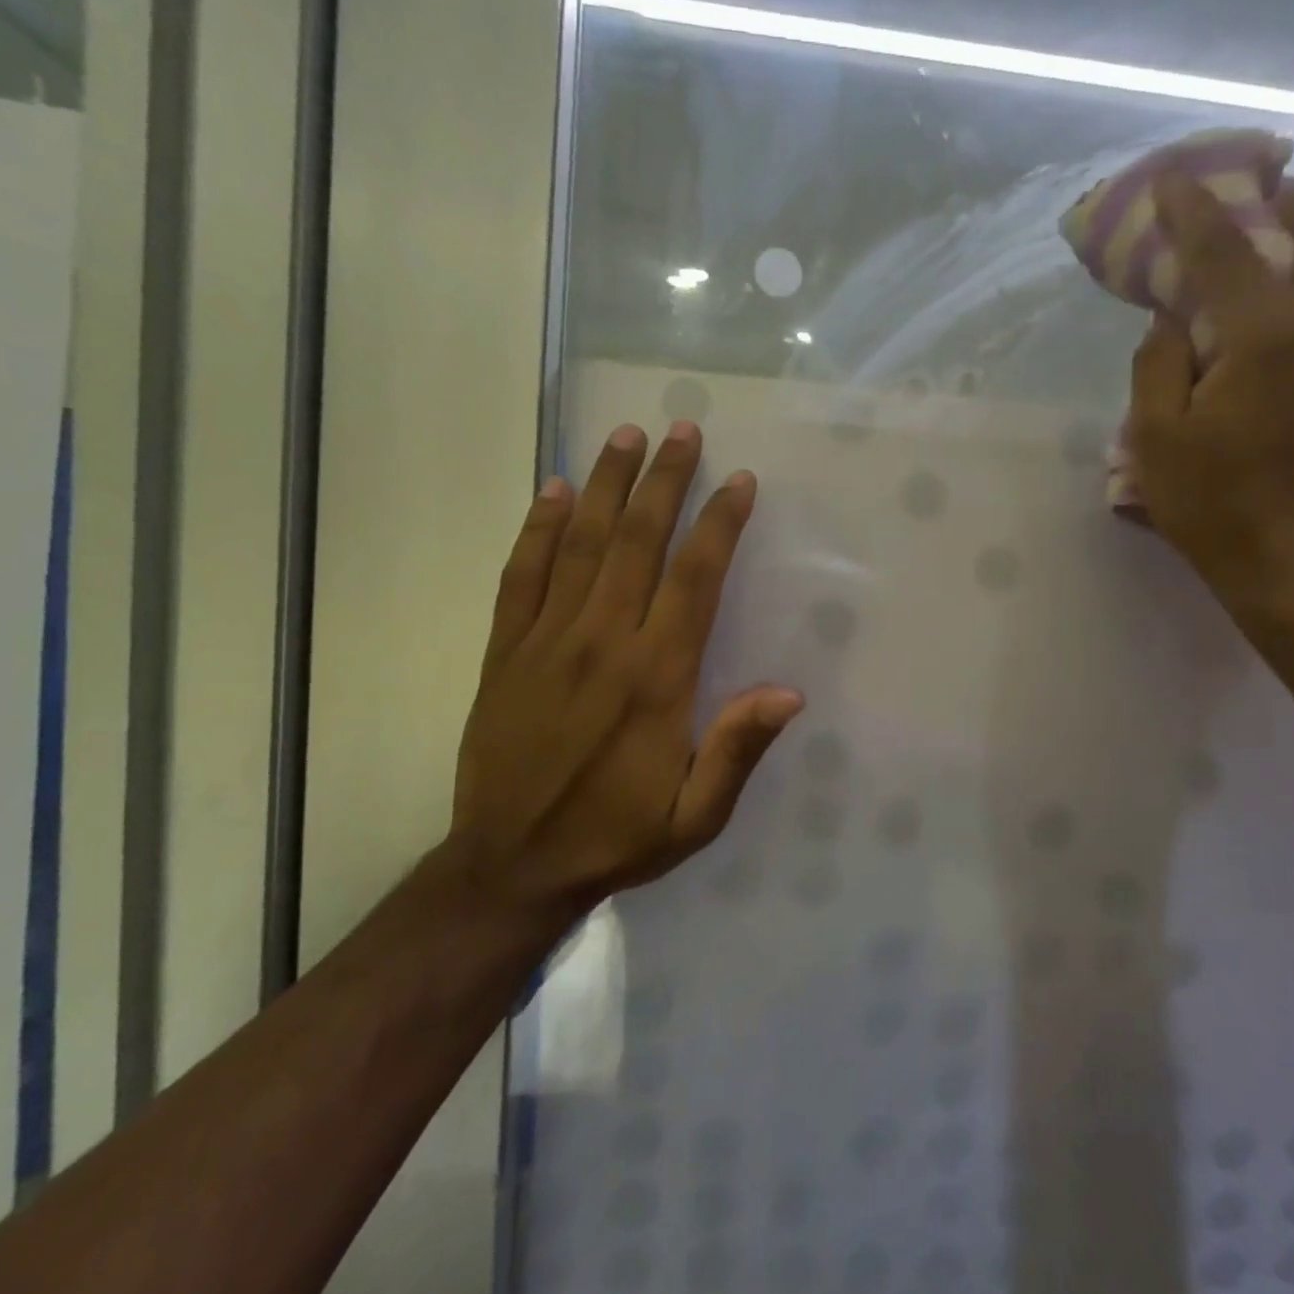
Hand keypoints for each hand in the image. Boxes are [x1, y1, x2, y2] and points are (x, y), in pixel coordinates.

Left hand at [452, 421, 802, 918]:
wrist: (512, 864)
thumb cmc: (616, 837)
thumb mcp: (695, 815)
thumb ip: (737, 749)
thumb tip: (788, 692)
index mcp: (656, 678)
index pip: (694, 580)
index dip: (718, 525)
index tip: (738, 482)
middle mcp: (602, 643)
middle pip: (636, 542)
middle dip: (663, 481)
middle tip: (681, 429)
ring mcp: (546, 641)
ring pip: (579, 544)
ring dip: (604, 485)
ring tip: (624, 435)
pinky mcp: (505, 651)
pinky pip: (520, 575)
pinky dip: (536, 529)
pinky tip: (550, 491)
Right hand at [1128, 175, 1293, 609]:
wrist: (1293, 561)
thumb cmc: (1211, 504)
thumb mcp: (1155, 439)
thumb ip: (1158, 364)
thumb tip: (1174, 321)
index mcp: (1269, 334)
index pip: (1226, 249)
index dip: (1194, 210)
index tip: (1175, 182)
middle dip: (1290, 207)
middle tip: (1252, 223)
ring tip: (1290, 271)